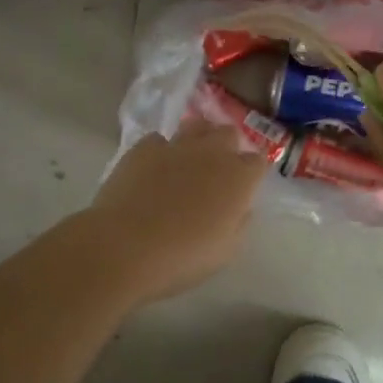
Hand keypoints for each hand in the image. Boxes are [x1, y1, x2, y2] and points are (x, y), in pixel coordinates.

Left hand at [85, 117, 269, 301]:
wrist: (125, 246)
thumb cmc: (182, 256)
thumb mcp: (225, 251)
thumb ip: (238, 222)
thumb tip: (239, 207)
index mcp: (238, 178)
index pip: (257, 161)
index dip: (252, 172)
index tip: (245, 186)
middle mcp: (212, 153)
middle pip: (229, 134)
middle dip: (228, 147)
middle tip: (218, 170)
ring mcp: (176, 146)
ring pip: (196, 126)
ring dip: (199, 138)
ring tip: (190, 158)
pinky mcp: (144, 148)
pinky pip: (159, 140)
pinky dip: (161, 151)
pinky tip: (154, 169)